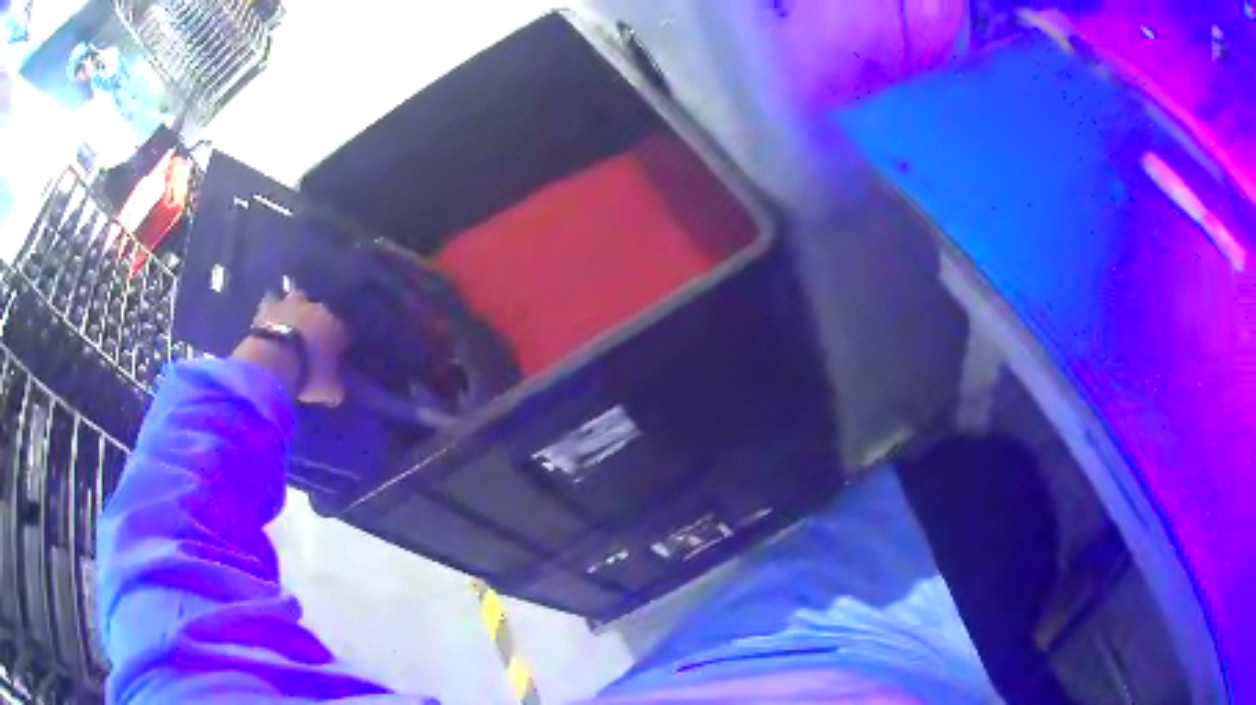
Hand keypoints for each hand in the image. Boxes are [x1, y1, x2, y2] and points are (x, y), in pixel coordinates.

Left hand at [231, 290, 349, 404]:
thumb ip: (337, 385)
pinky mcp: (268, 306)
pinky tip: (271, 320)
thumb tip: (339, 387)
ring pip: (298, 298)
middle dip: (318, 320)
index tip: (337, 354)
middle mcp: (317, 307)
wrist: (273, 360)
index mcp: (337, 325)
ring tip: (291, 323)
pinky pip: (272, 303)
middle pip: (321, 310)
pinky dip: (273, 310)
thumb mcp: (329, 389)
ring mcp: (291, 303)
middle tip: (312, 337)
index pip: (345, 330)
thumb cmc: (307, 374)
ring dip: (296, 308)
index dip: (341, 342)